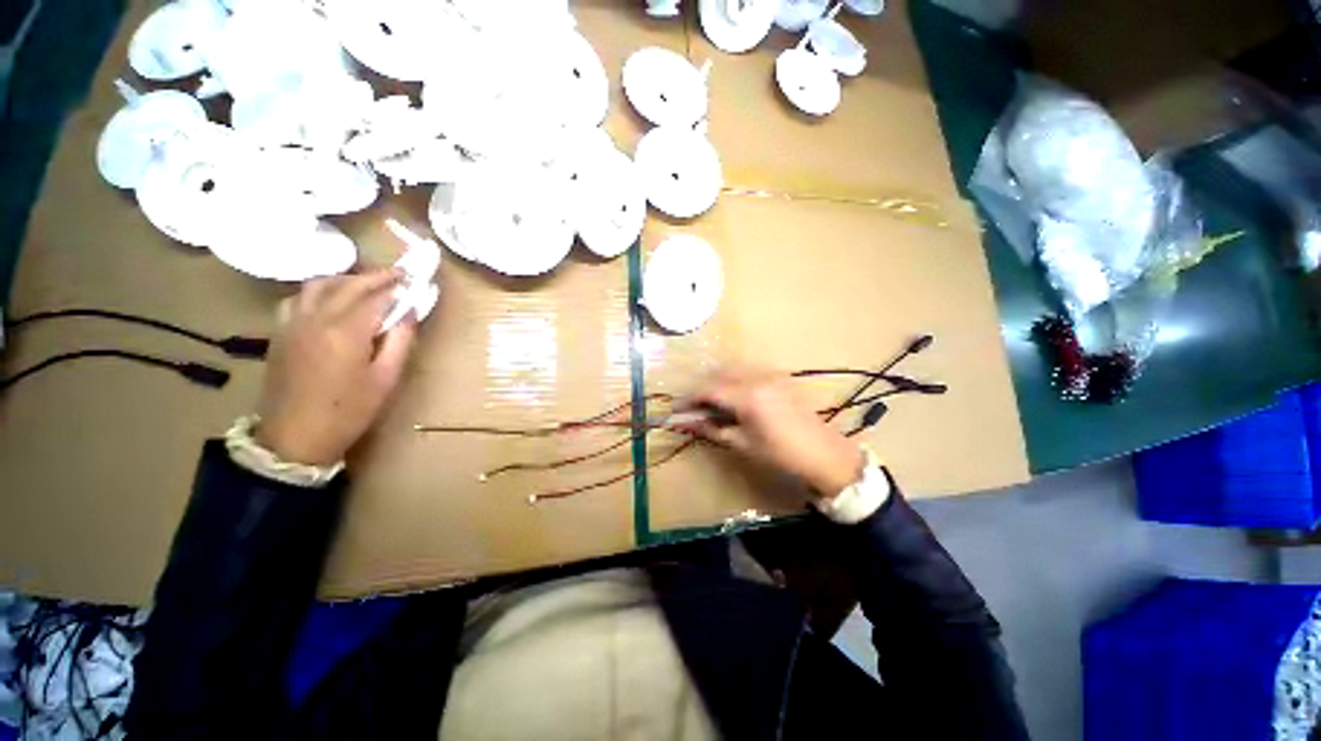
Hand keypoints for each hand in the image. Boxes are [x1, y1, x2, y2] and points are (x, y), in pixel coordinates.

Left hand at [257, 269, 416, 465]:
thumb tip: (409, 312)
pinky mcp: (281, 332)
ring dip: (345, 279)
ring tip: (365, 284)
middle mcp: (316, 318)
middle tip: (398, 275)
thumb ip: (400, 341)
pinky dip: (320, 290)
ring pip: (318, 285)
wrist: (294, 436)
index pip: (375, 296)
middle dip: (375, 276)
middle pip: (348, 284)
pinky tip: (330, 300)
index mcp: (346, 330)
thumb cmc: (349, 410)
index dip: (397, 286)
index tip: (415, 279)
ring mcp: (293, 323)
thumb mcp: (386, 378)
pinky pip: (299, 297)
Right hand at [686, 368, 864, 496]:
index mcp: (748, 397)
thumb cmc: (781, 455)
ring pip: (733, 370)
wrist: (824, 454)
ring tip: (711, 404)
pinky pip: (748, 372)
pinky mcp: (779, 377)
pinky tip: (734, 397)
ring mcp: (770, 374)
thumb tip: (686, 423)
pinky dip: (734, 380)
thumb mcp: (743, 444)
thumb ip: (712, 429)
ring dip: (718, 383)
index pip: (709, 390)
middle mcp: (757, 378)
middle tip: (693, 408)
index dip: (690, 399)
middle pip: (719, 375)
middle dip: (702, 389)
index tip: (677, 409)